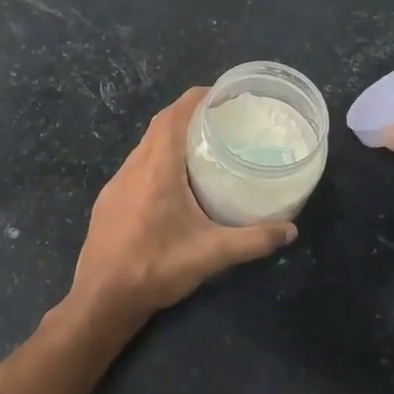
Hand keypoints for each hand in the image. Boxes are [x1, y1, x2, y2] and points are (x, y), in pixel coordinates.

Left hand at [65, 88, 295, 333]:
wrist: (102, 299)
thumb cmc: (155, 269)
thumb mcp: (211, 255)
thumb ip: (252, 240)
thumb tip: (291, 231)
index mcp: (156, 170)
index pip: (172, 117)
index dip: (195, 98)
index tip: (220, 94)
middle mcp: (132, 168)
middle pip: (158, 127)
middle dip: (186, 115)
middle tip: (219, 119)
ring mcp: (115, 184)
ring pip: (144, 147)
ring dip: (170, 138)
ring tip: (201, 146)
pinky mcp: (108, 201)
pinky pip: (135, 167)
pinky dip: (156, 160)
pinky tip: (173, 183)